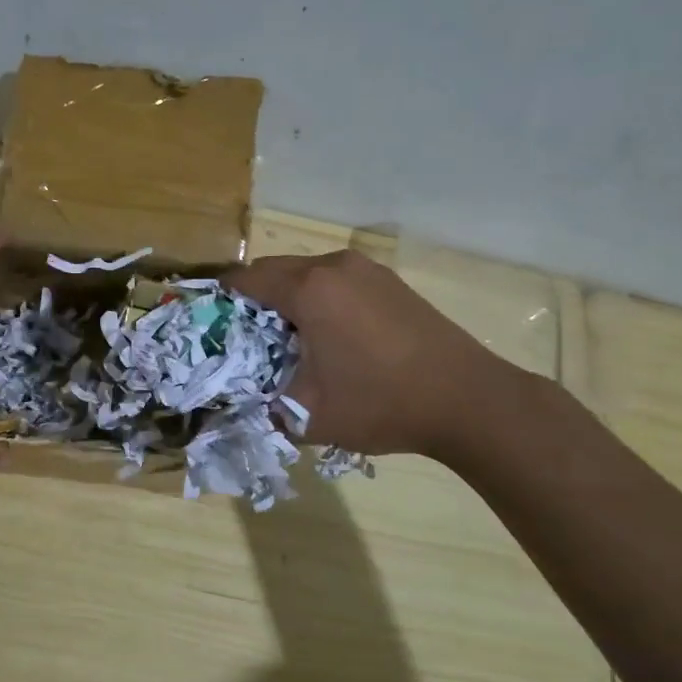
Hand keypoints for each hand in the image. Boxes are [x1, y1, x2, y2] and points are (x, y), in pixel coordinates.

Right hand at [227, 249, 519, 459]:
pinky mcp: (390, 282)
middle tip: (249, 338)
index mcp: (309, 289)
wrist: (468, 400)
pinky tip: (331, 336)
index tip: (212, 322)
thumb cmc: (380, 403)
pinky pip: (338, 281)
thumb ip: (264, 404)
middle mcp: (335, 266)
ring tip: (290, 340)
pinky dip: (321, 299)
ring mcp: (368, 270)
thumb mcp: (307, 415)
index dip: (223, 298)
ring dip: (290, 298)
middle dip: (256, 299)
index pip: (246, 279)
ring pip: (308, 273)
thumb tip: (245, 401)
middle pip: (275, 270)